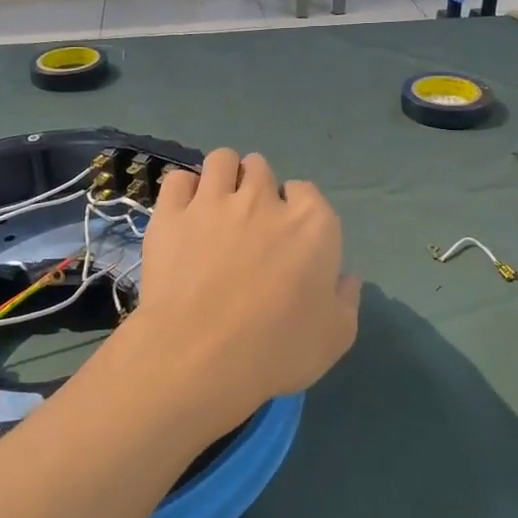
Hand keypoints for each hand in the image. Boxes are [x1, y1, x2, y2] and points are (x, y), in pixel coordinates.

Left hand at [125, 149, 359, 434]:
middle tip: (249, 224)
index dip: (296, 211)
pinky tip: (183, 213)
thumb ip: (345, 299)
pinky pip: (178, 179)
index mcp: (312, 224)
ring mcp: (214, 201)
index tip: (287, 238)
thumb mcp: (335, 336)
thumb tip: (346, 276)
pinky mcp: (171, 213)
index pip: (307, 192)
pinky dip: (183, 191)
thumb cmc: (276, 350)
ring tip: (216, 206)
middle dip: (257, 188)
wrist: (199, 357)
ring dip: (223, 177)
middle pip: (261, 169)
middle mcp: (264, 199)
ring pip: (222, 160)